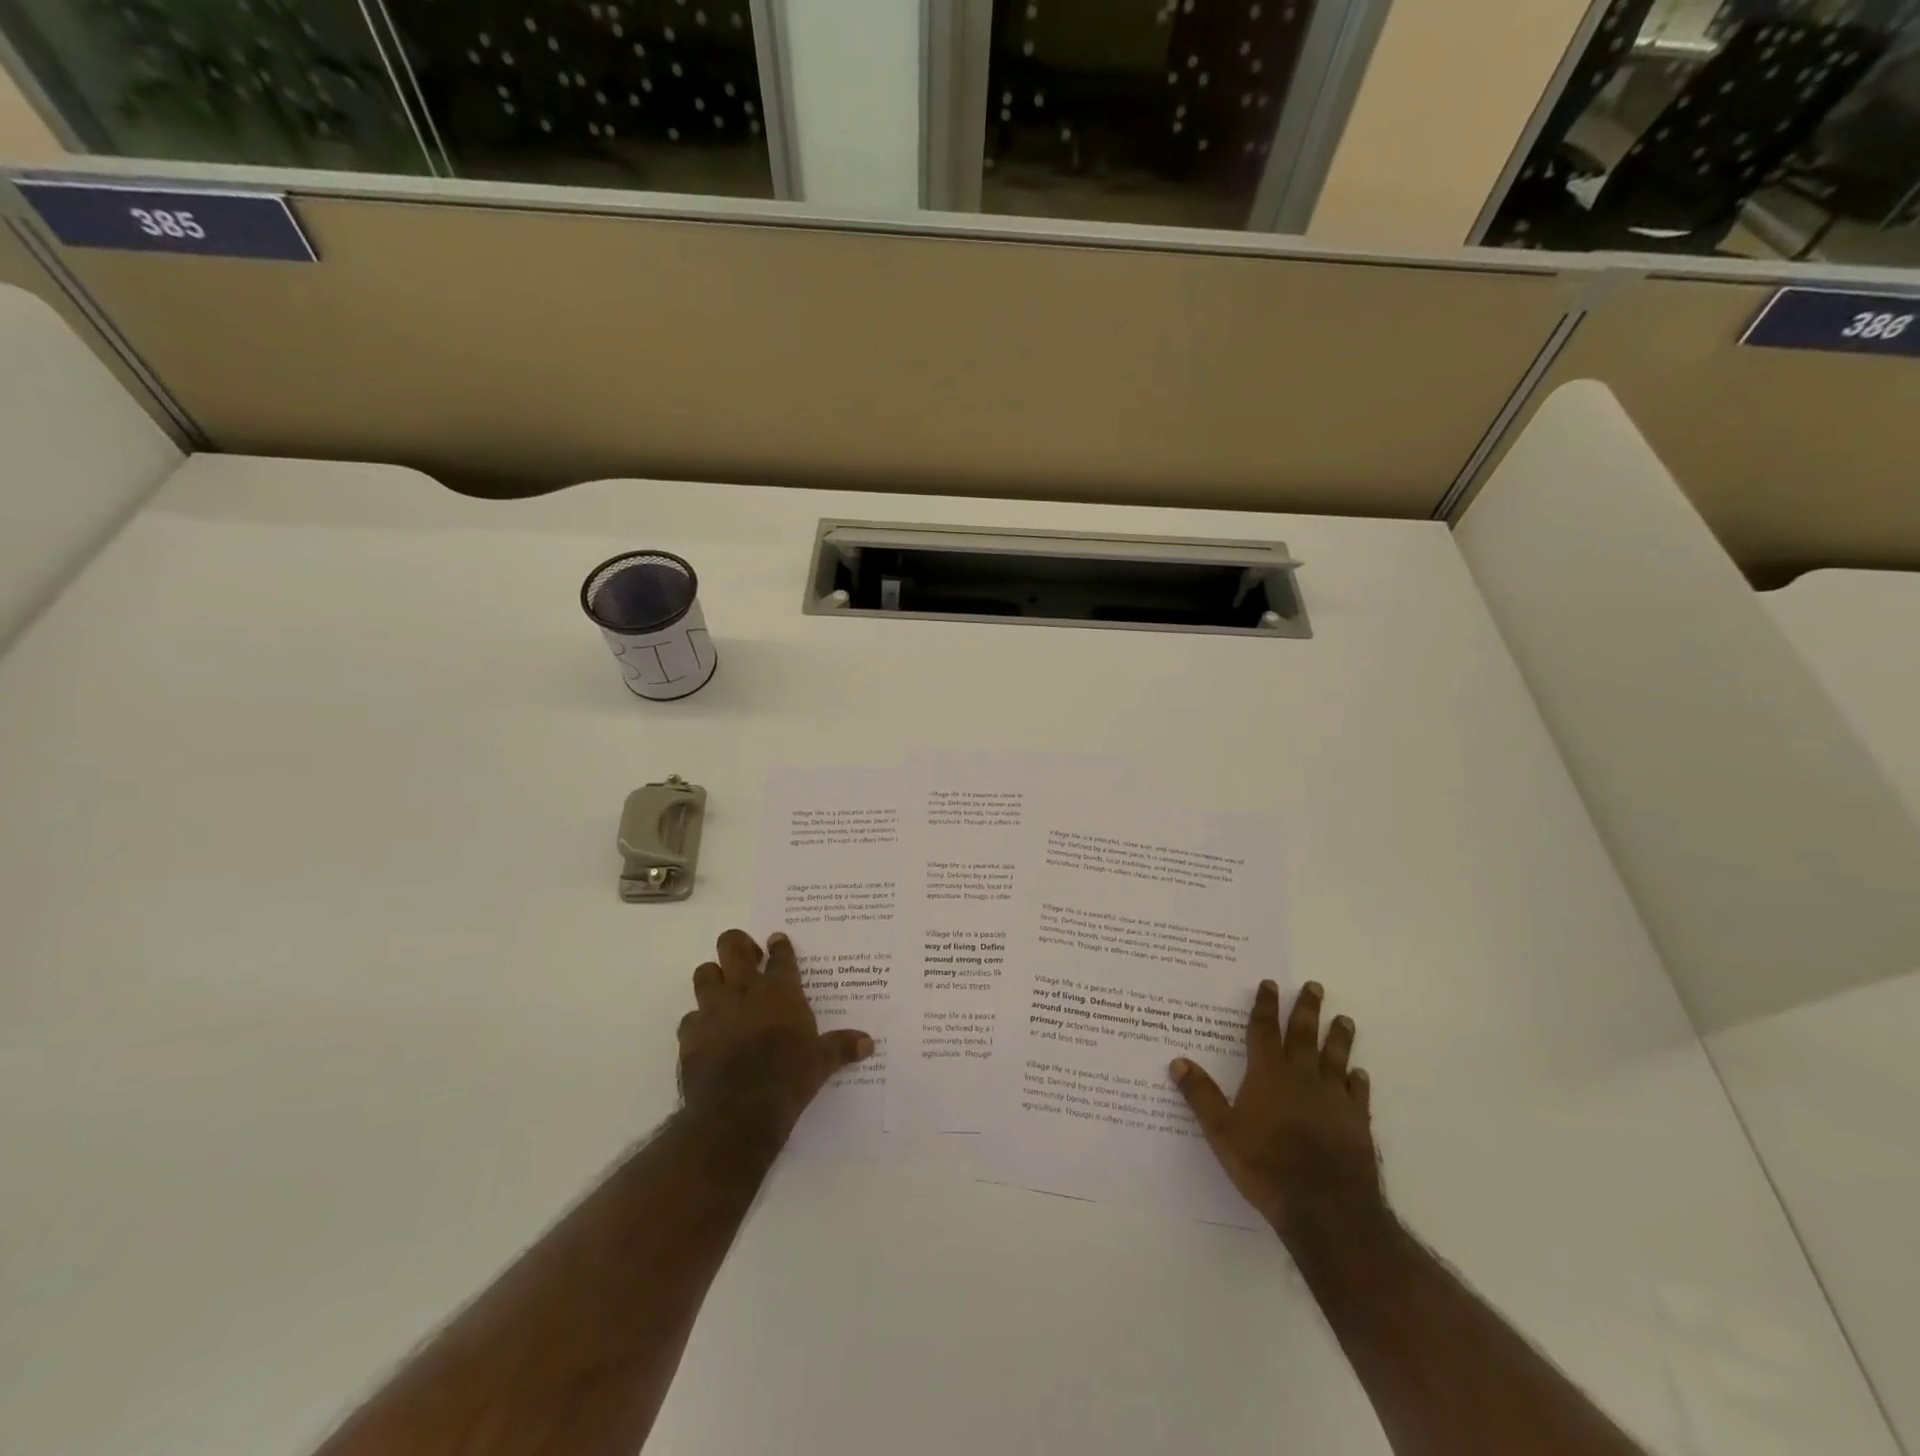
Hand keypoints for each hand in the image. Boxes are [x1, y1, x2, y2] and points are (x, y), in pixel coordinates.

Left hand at [677, 929, 873, 1140]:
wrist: (738, 1111)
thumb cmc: (788, 1078)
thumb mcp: (822, 1062)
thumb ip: (841, 1047)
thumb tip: (869, 1043)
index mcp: (780, 991)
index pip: (780, 955)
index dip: (779, 945)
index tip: (777, 941)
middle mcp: (744, 991)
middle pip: (732, 946)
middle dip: (738, 944)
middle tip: (747, 957)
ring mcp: (713, 1010)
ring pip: (704, 973)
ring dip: (713, 977)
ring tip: (723, 989)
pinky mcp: (690, 1035)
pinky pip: (690, 1017)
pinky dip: (698, 1021)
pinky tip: (708, 1033)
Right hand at [1170, 980, 1381, 1238]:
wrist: (1326, 1207)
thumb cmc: (1266, 1165)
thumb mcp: (1221, 1131)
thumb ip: (1200, 1095)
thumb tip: (1177, 1061)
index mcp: (1268, 1074)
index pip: (1263, 1030)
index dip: (1265, 1006)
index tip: (1271, 984)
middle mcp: (1301, 1077)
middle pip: (1303, 1035)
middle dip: (1306, 1009)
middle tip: (1315, 986)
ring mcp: (1333, 1099)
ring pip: (1335, 1058)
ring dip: (1338, 1038)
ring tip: (1344, 1020)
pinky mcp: (1356, 1123)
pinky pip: (1357, 1094)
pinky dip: (1357, 1081)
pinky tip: (1359, 1074)